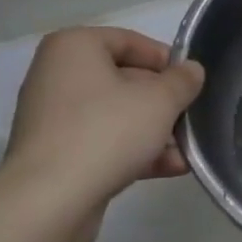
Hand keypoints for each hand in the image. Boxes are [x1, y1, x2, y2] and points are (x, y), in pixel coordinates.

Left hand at [2, 27, 204, 203]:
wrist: (50, 201)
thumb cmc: (106, 132)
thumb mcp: (160, 100)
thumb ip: (182, 81)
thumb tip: (192, 70)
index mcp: (74, 47)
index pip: (129, 41)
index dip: (166, 60)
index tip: (191, 82)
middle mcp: (57, 75)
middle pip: (124, 80)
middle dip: (163, 103)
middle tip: (191, 119)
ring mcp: (53, 117)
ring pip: (116, 115)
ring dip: (154, 131)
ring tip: (186, 152)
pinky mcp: (56, 154)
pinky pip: (102, 142)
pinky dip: (133, 151)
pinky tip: (170, 169)